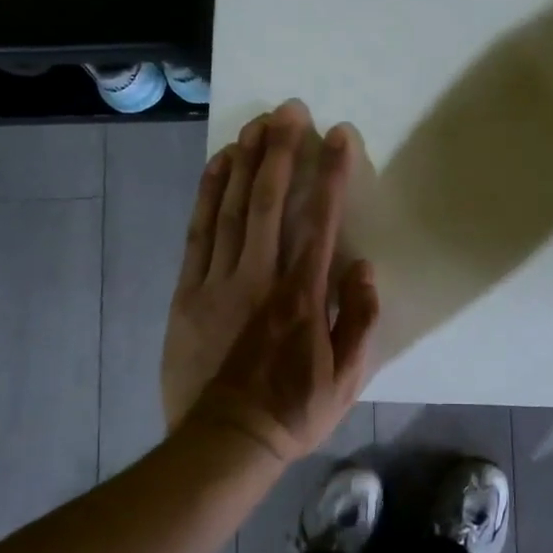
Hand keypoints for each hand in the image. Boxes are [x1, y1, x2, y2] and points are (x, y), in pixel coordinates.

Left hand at [181, 126, 379, 463]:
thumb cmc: (292, 410)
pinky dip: (208, 193)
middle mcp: (260, 276)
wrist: (223, 443)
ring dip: (244, 160)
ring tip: (256, 123)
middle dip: (282, 150)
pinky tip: (217, 165)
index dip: (331, 174)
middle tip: (290, 109)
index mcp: (302, 295)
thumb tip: (363, 266)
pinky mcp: (188, 291)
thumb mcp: (347, 378)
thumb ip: (360, 319)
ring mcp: (218, 281)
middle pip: (269, 200)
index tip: (339, 136)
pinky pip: (198, 231)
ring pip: (231, 208)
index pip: (320, 220)